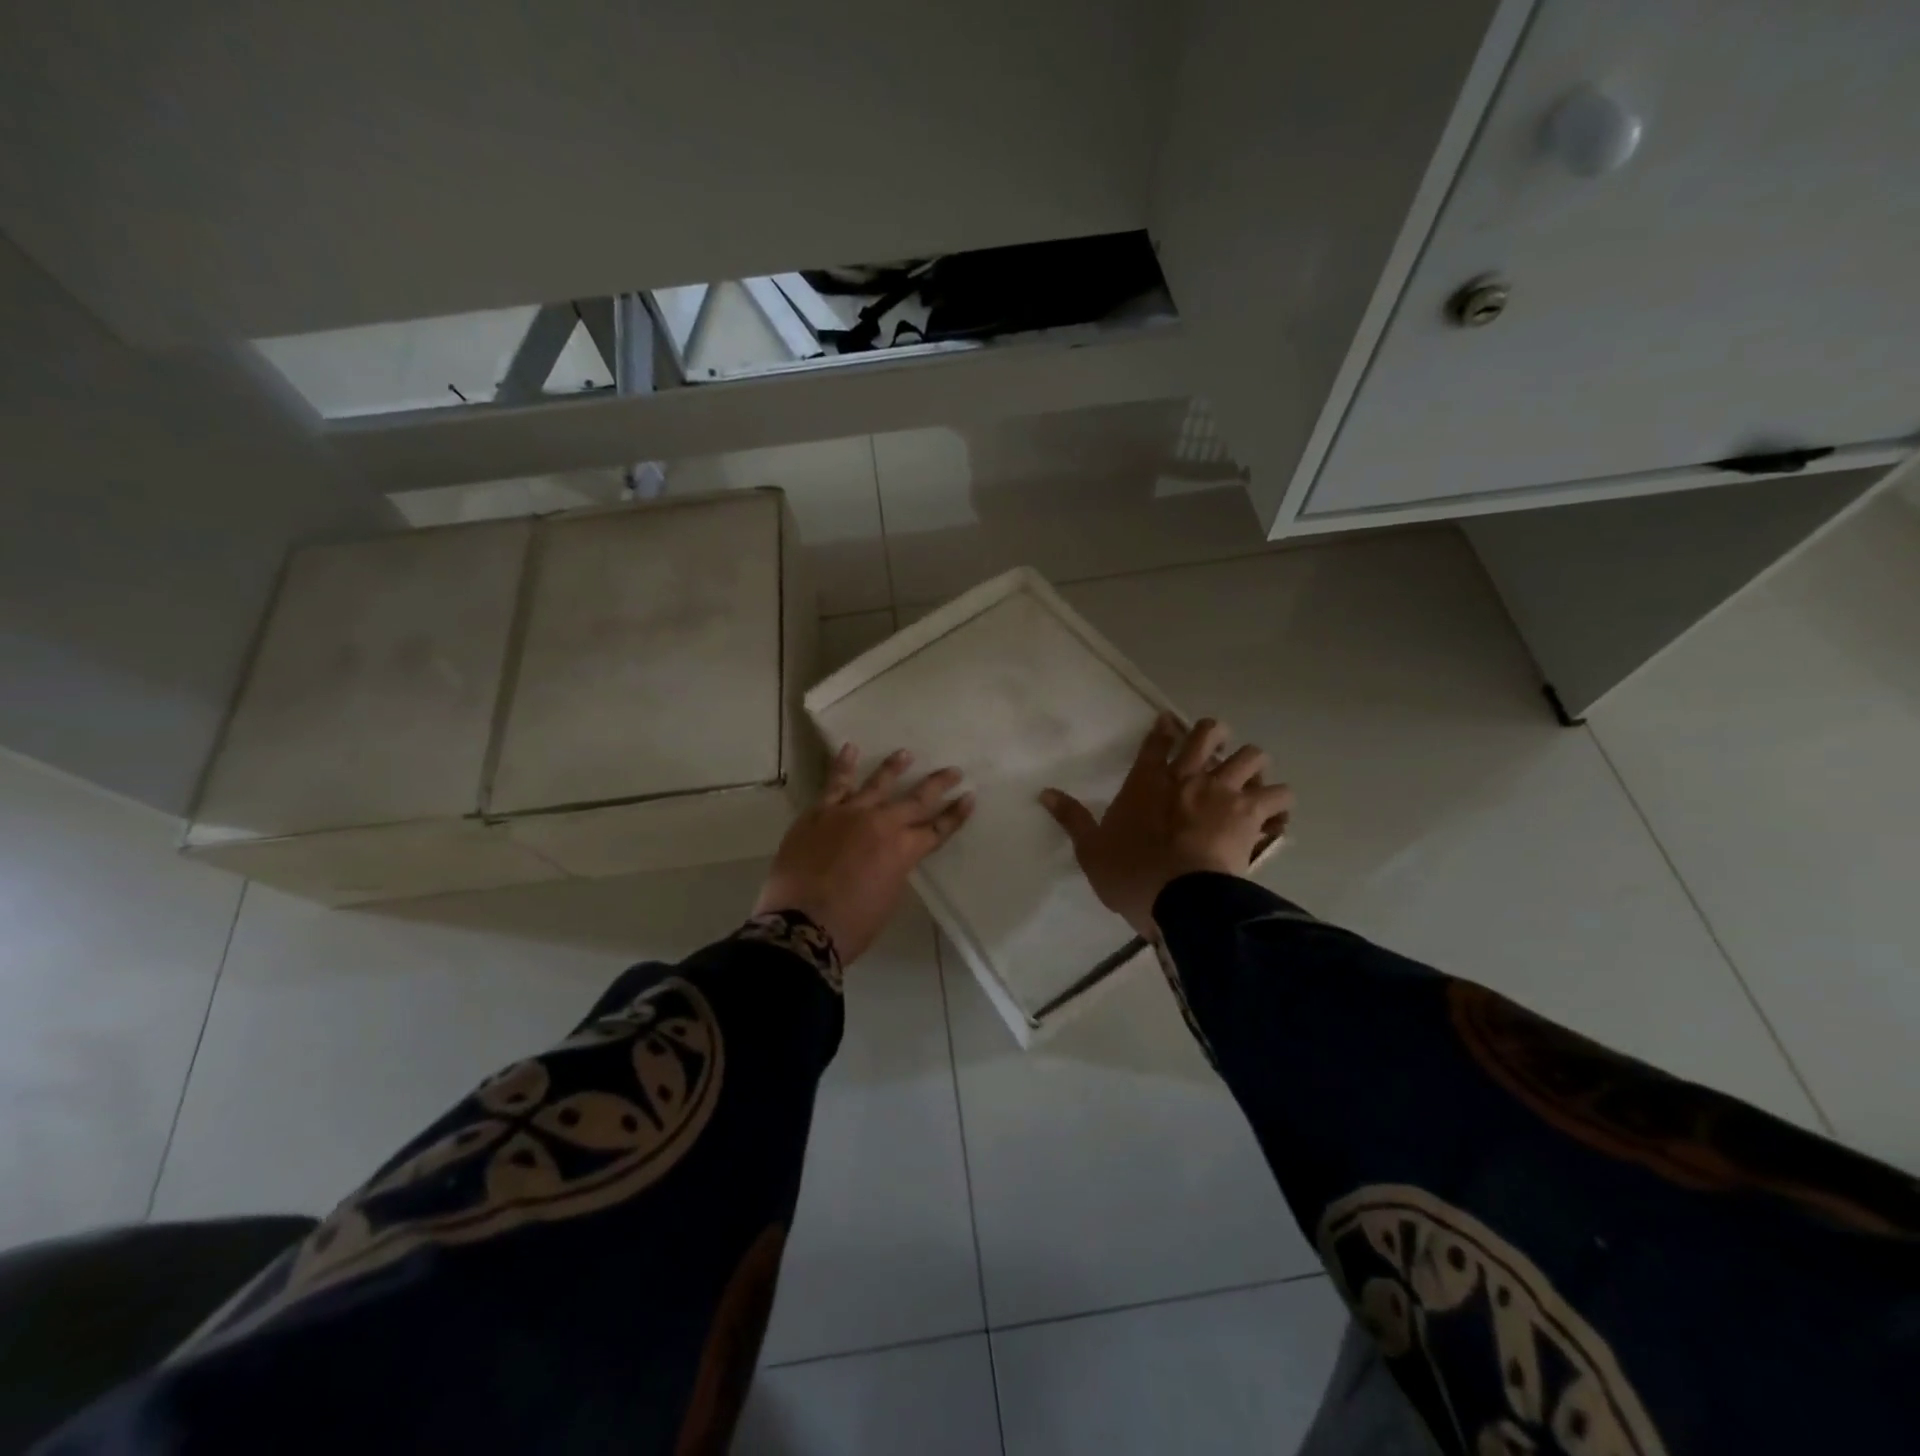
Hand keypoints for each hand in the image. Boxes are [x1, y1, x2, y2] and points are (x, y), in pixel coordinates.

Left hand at [754, 745, 974, 965]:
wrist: (801, 924)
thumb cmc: (852, 925)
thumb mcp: (888, 898)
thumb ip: (894, 869)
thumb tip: (890, 854)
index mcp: (904, 851)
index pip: (938, 828)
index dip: (955, 814)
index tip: (969, 797)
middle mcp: (883, 824)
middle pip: (916, 799)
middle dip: (938, 784)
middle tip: (953, 770)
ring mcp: (850, 813)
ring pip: (877, 783)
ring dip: (894, 767)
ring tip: (905, 753)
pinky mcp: (820, 812)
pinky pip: (835, 783)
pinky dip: (843, 764)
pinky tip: (849, 749)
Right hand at [1040, 714, 1291, 937]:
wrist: (1179, 899)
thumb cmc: (1131, 874)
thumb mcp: (1091, 849)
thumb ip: (1071, 817)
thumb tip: (1043, 792)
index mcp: (1147, 781)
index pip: (1157, 740)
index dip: (1165, 727)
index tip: (1170, 723)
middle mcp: (1189, 776)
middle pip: (1210, 732)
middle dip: (1215, 735)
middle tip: (1215, 752)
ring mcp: (1224, 792)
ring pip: (1254, 755)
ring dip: (1254, 767)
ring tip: (1250, 784)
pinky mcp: (1252, 814)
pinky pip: (1280, 797)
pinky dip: (1280, 805)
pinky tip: (1276, 816)